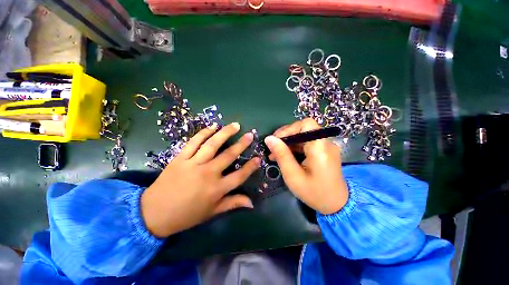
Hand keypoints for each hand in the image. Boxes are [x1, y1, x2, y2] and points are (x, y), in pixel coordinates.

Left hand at [141, 123, 260, 237]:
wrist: (154, 214)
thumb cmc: (186, 215)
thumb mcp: (212, 212)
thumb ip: (233, 203)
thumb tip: (251, 202)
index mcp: (217, 189)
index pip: (239, 176)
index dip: (250, 167)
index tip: (258, 158)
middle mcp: (208, 174)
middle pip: (229, 155)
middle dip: (242, 144)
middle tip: (250, 134)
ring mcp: (193, 164)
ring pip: (212, 144)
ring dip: (225, 133)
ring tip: (235, 125)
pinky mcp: (180, 158)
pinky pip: (193, 142)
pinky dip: (203, 133)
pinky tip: (212, 126)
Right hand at [264, 118, 348, 214]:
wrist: (337, 205)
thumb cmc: (314, 193)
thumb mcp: (293, 176)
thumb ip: (281, 155)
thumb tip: (269, 139)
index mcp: (320, 148)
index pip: (306, 124)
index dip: (289, 129)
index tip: (275, 140)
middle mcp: (325, 143)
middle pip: (304, 129)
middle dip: (286, 136)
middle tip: (272, 147)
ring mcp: (325, 147)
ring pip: (303, 136)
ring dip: (288, 142)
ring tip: (275, 154)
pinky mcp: (323, 151)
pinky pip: (307, 143)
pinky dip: (294, 147)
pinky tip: (285, 156)